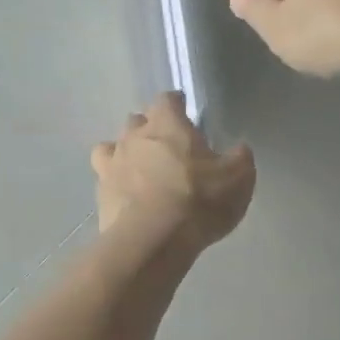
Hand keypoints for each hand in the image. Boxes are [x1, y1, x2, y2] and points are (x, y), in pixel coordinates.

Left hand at [90, 94, 254, 249]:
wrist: (152, 240)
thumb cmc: (198, 199)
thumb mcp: (237, 178)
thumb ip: (239, 159)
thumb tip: (239, 150)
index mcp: (167, 124)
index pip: (167, 99)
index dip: (175, 104)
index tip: (184, 111)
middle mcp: (134, 136)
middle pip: (137, 120)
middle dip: (149, 128)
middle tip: (167, 146)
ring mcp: (112, 163)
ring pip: (113, 146)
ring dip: (126, 153)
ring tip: (140, 169)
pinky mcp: (100, 192)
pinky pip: (104, 178)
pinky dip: (115, 182)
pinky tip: (126, 196)